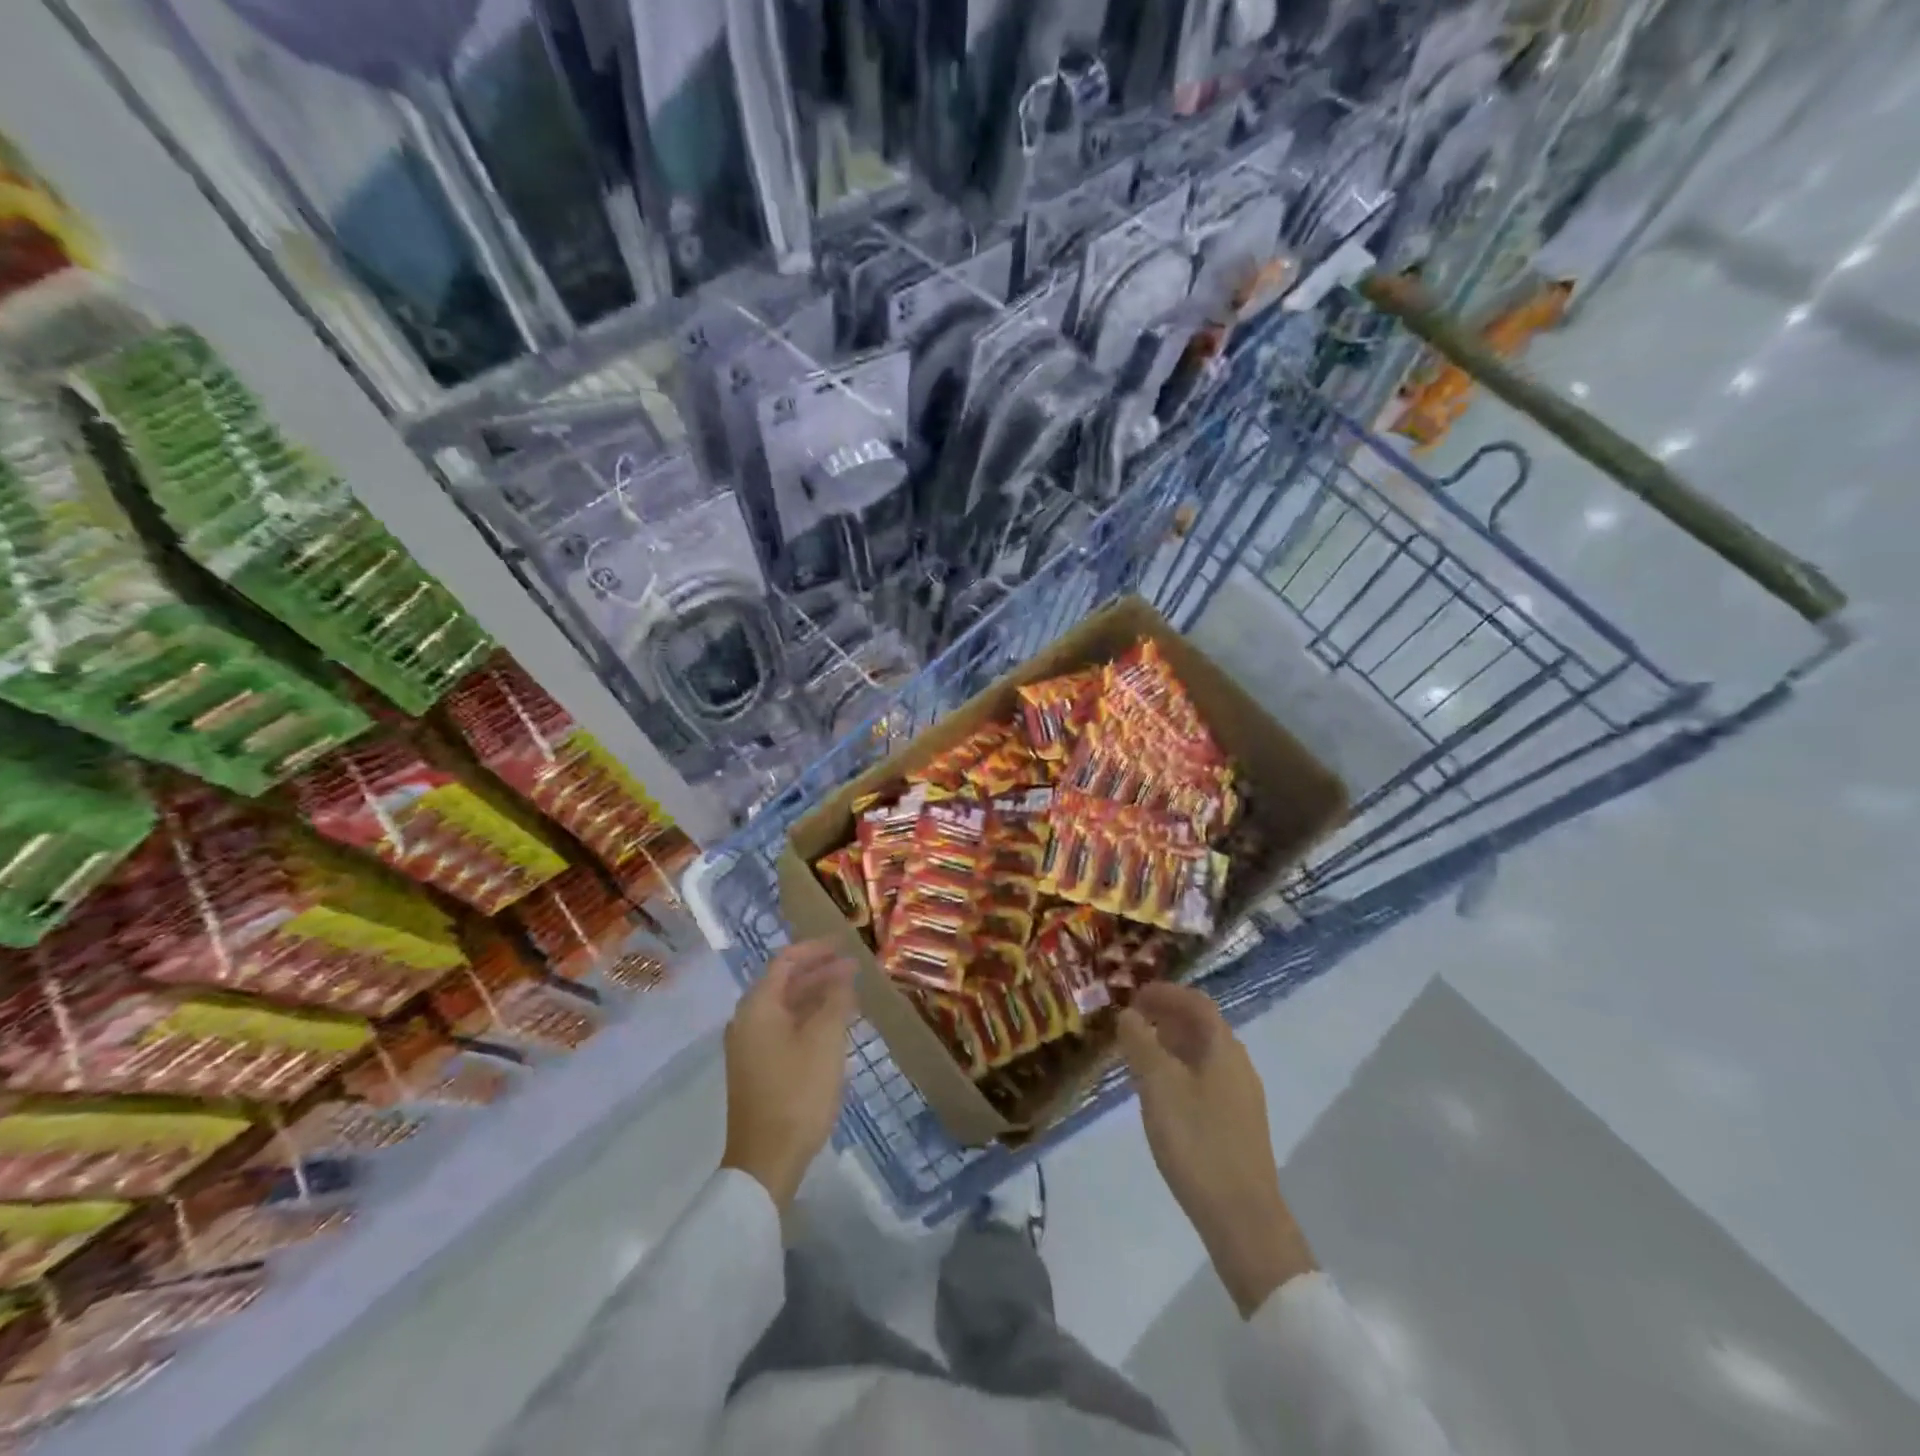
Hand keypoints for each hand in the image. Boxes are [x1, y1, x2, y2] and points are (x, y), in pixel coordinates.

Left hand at [720, 940, 856, 1213]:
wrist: (766, 1160)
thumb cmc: (797, 1092)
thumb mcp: (825, 1040)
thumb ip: (836, 1000)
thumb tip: (842, 975)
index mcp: (757, 1008)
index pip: (784, 962)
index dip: (814, 949)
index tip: (843, 944)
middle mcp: (747, 1021)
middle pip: (784, 983)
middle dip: (819, 972)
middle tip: (853, 968)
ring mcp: (749, 1048)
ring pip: (785, 1008)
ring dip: (816, 996)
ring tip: (850, 993)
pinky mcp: (757, 1070)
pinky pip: (784, 1029)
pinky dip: (808, 1019)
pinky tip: (833, 1026)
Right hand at [1119, 982, 1316, 1316]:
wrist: (1242, 1218)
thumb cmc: (1197, 1140)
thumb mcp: (1158, 1085)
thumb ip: (1141, 1043)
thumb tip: (1129, 1014)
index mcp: (1223, 1048)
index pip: (1196, 1002)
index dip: (1165, 993)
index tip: (1133, 995)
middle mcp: (1238, 1064)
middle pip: (1202, 1026)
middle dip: (1166, 1016)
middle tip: (1131, 1021)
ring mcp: (1241, 1096)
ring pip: (1203, 1054)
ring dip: (1171, 1044)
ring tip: (1138, 1053)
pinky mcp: (1237, 1123)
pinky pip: (1206, 1078)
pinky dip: (1180, 1069)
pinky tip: (1159, 1092)